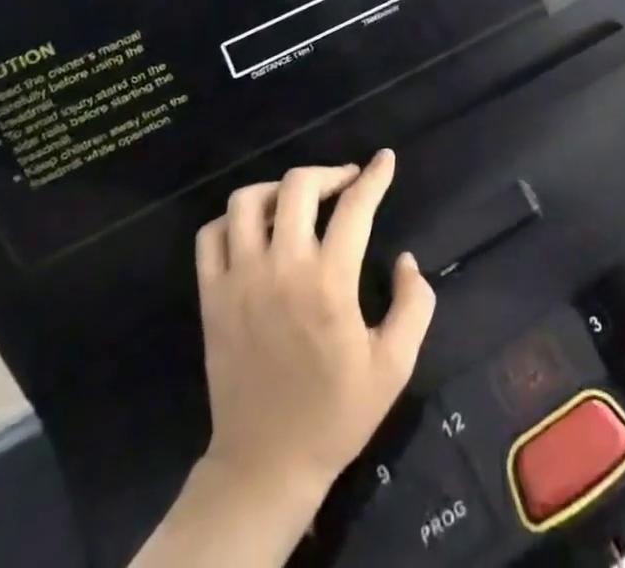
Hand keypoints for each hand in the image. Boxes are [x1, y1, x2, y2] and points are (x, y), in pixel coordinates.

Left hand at [193, 150, 434, 507]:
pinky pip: (211, 235)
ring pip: (248, 200)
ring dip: (278, 189)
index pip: (355, 207)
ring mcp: (239, 280)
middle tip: (345, 183)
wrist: (265, 465)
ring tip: (298, 202)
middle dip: (328, 172)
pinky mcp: (211, 296)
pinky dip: (232, 220)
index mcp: (329, 283)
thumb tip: (405, 259)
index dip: (374, 176)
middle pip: (298, 186)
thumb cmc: (335, 414)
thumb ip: (413, 304)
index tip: (384, 159)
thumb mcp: (394, 367)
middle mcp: (282, 269)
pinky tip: (255, 230)